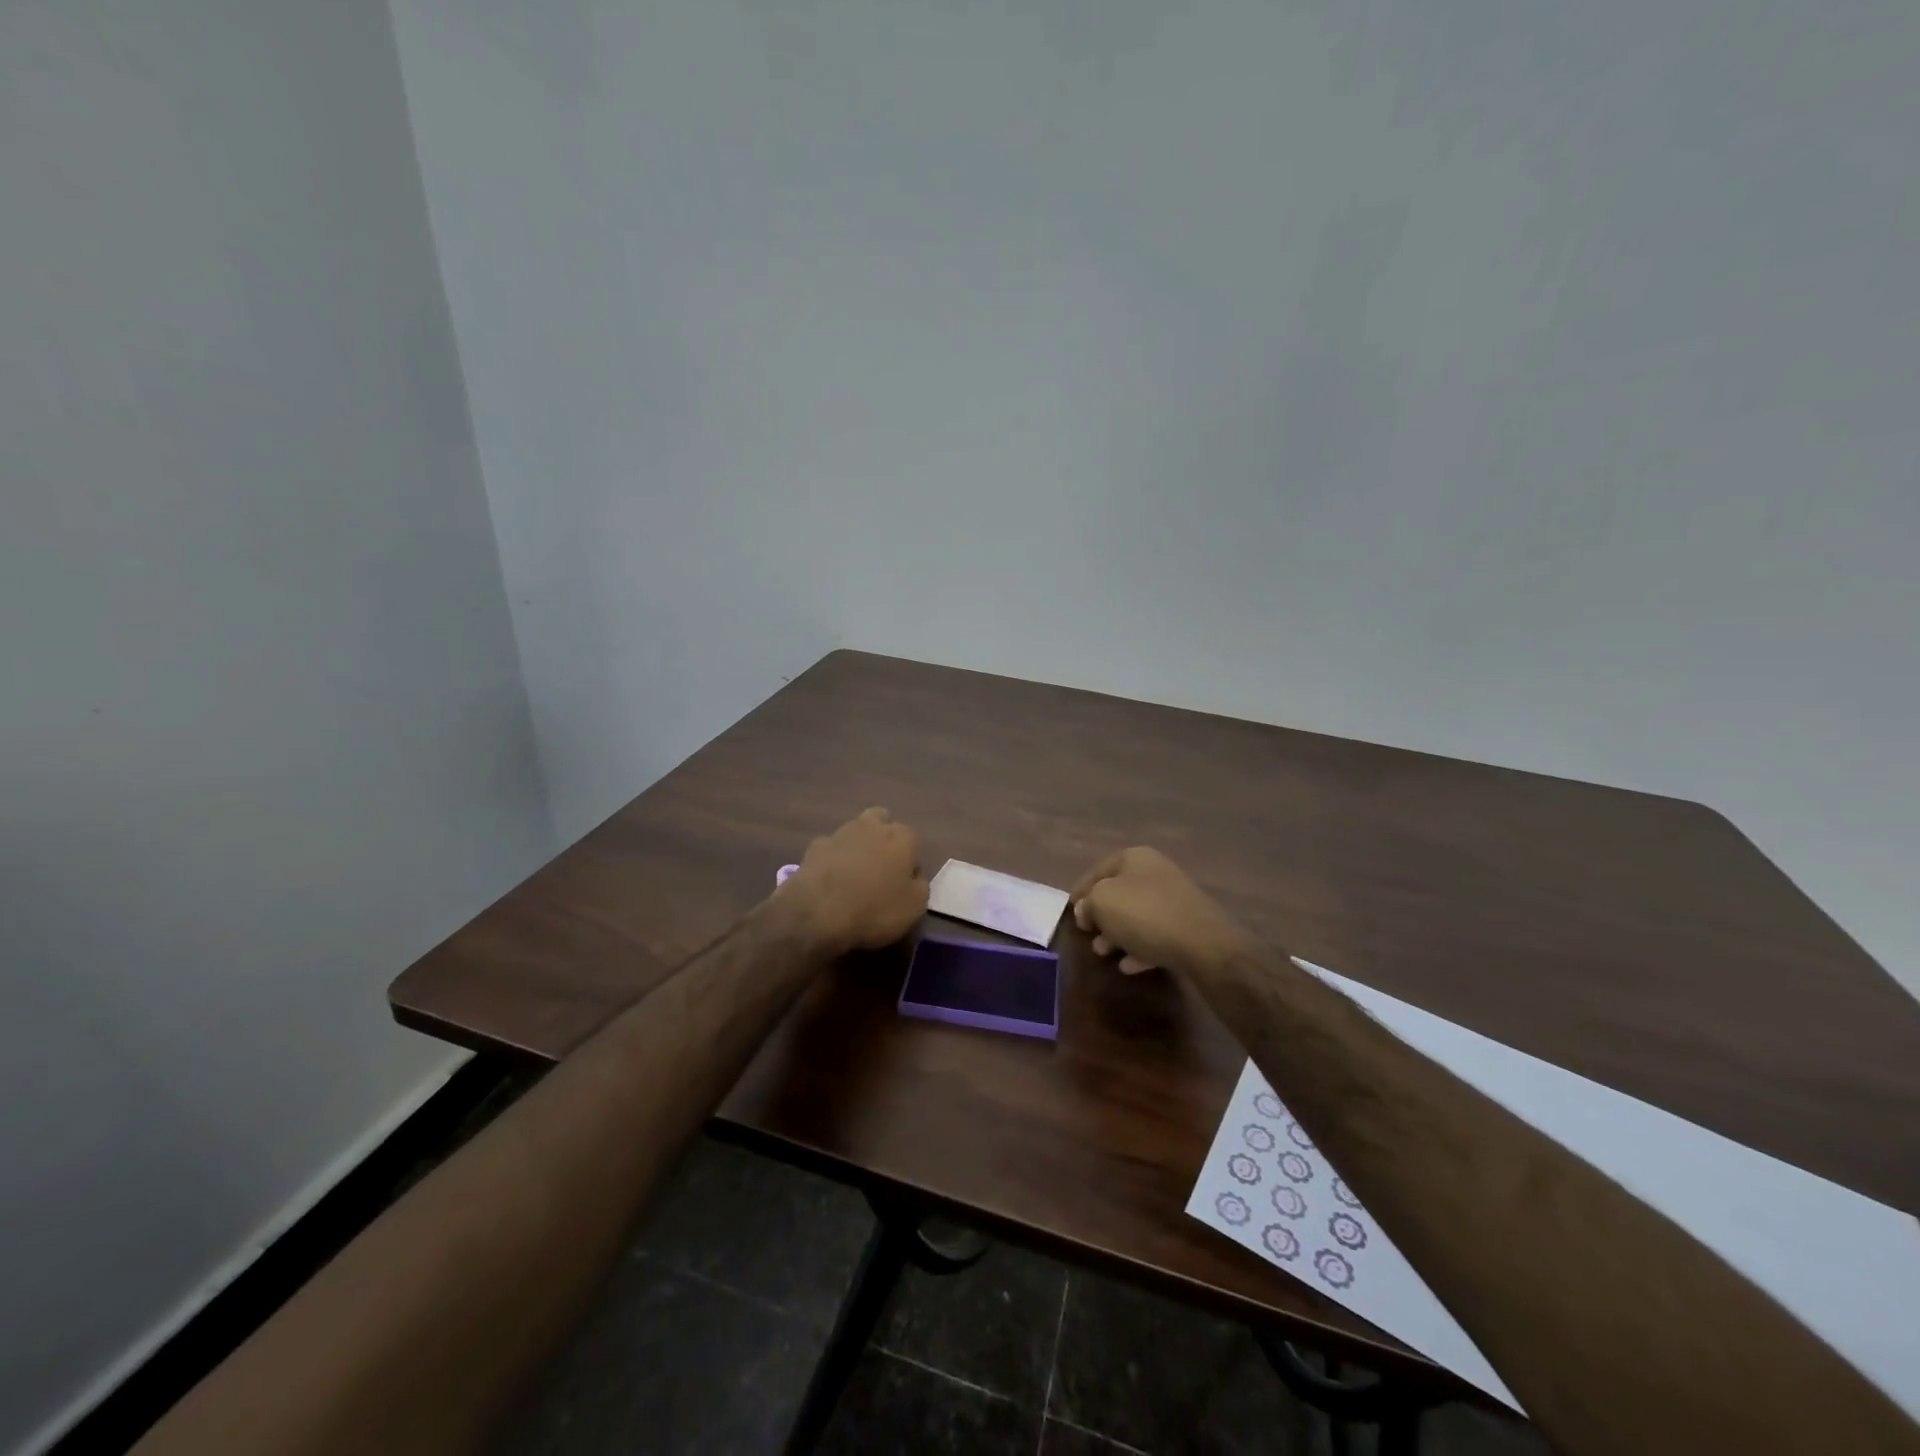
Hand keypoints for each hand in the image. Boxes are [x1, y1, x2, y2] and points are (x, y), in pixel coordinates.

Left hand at [782, 807, 927, 954]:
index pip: (913, 842)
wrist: (818, 912)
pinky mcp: (815, 845)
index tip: (903, 884)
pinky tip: (830, 881)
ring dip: (857, 847)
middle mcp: (873, 826)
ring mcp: (841, 833)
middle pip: (882, 822)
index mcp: (902, 837)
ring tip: (853, 876)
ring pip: (855, 832)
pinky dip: (833, 859)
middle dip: (883, 838)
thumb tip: (912, 876)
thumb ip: (919, 885)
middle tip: (880, 867)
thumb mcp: (915, 907)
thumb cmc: (875, 908)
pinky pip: (831, 849)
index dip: (910, 863)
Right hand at [1072, 847, 1247, 975]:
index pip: (1099, 870)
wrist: (1203, 944)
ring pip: (1136, 916)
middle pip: (1119, 893)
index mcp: (1135, 858)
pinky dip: (1139, 948)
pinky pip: (1155, 936)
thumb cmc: (1144, 914)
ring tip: (1103, 953)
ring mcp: (1174, 901)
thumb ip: (1088, 904)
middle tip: (1088, 934)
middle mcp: (1156, 873)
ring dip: (1117, 934)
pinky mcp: (1187, 928)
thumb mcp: (1102, 902)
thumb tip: (1085, 910)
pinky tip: (1128, 966)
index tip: (1070, 909)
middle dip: (1100, 915)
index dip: (1081, 889)